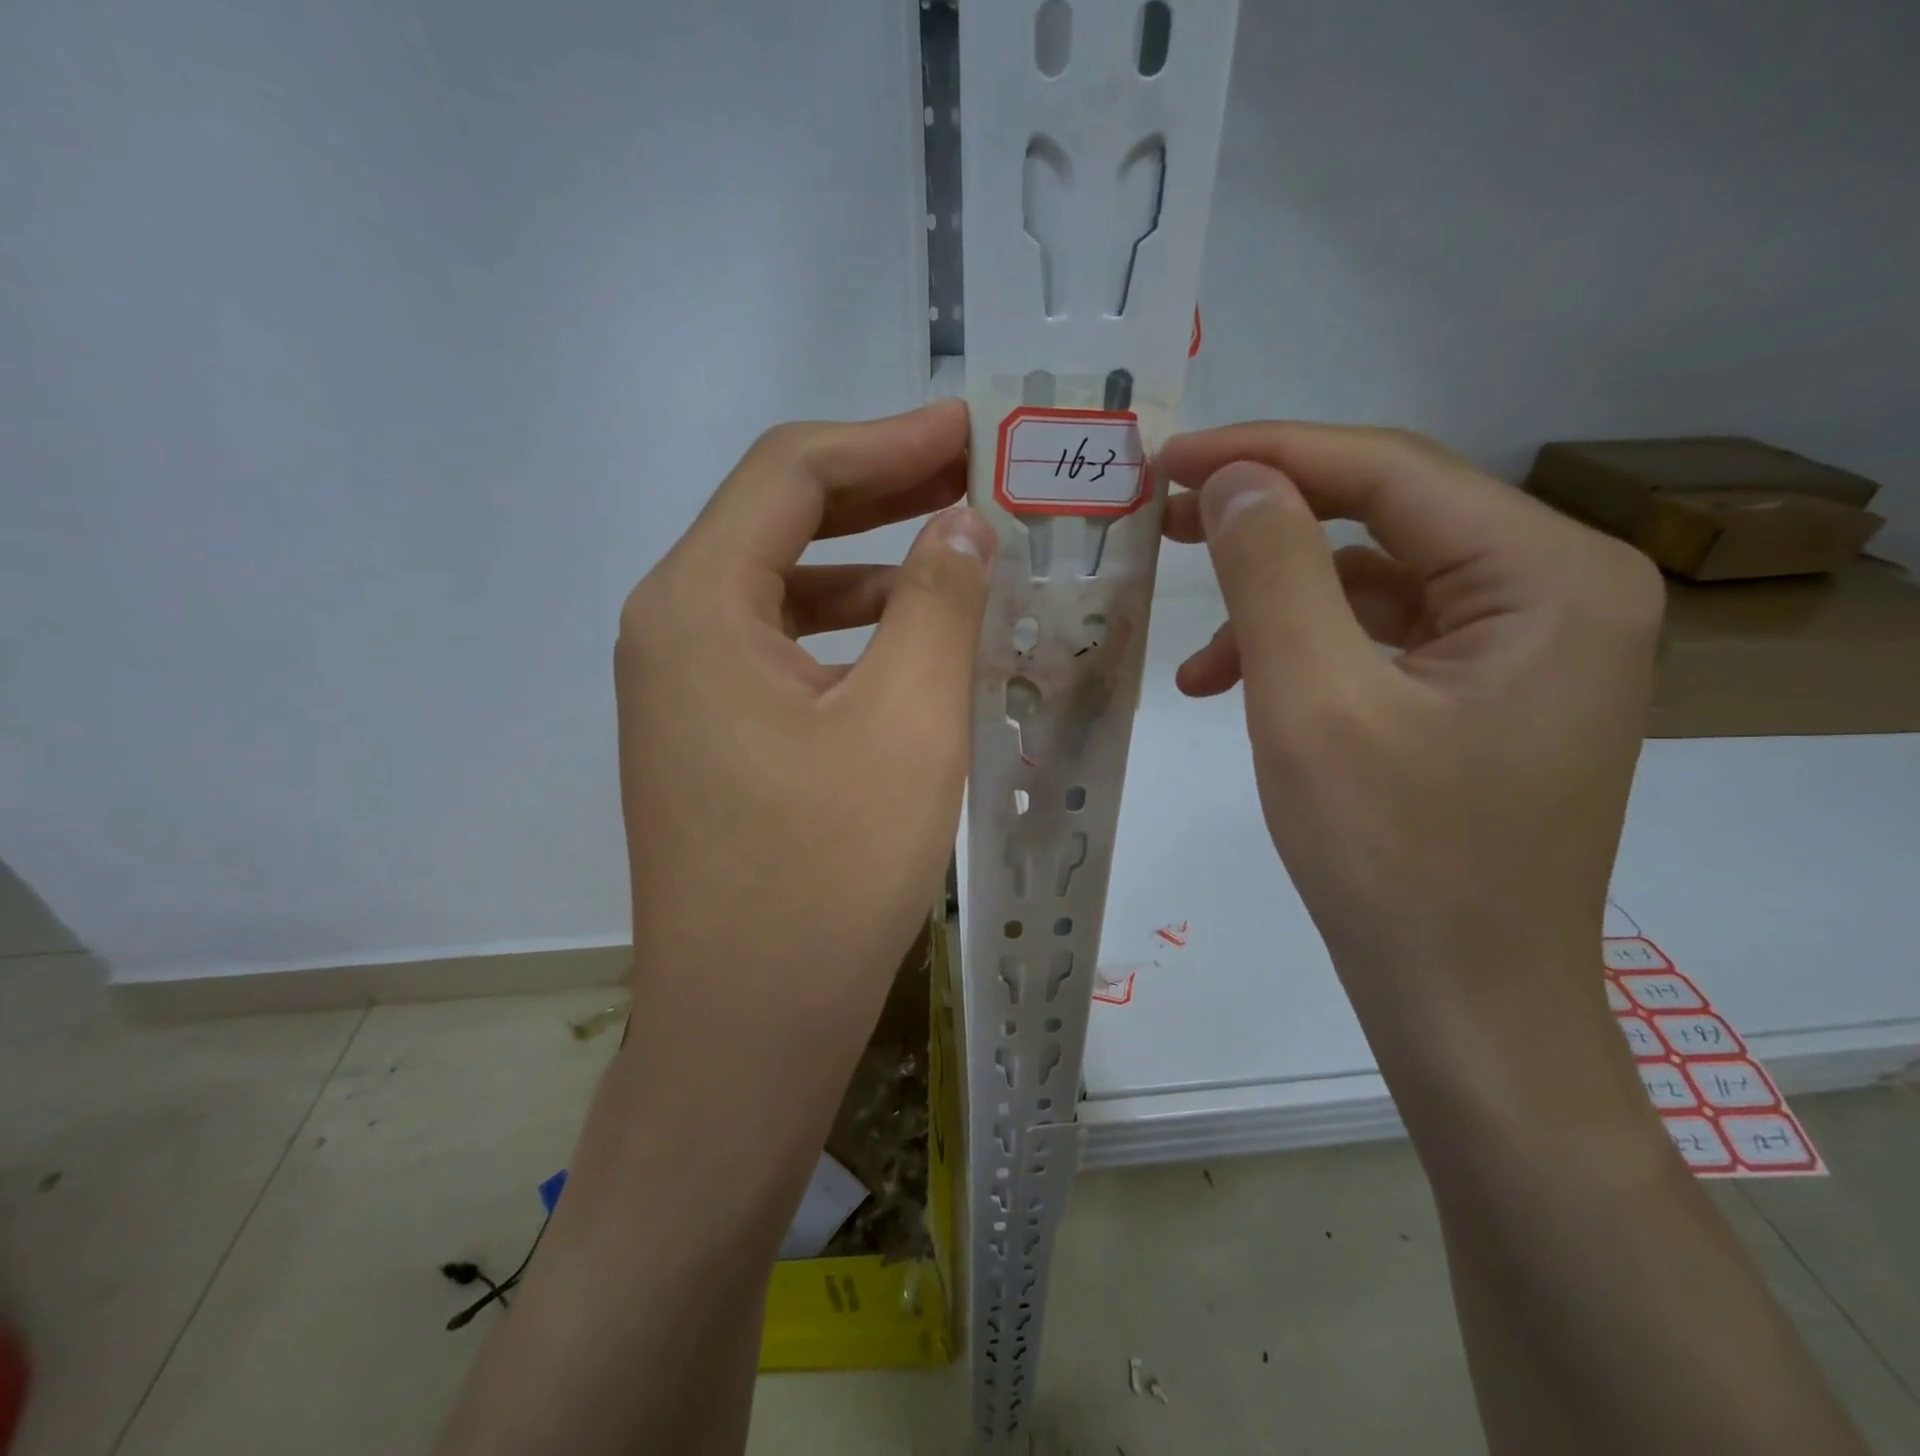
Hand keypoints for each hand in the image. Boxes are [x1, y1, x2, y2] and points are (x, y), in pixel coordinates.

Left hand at [615, 400, 994, 1040]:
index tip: (970, 430)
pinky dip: (846, 626)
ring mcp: (682, 687)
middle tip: (972, 473)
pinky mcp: (707, 735)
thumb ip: (938, 602)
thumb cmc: (827, 875)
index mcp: (696, 605)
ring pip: (782, 585)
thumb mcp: (907, 724)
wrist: (748, 1026)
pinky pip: (780, 646)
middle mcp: (669, 629)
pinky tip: (907, 638)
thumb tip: (961, 525)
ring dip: (867, 559)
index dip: (888, 438)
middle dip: (880, 488)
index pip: (791, 472)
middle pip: (778, 518)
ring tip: (955, 548)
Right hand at [1160, 424, 1663, 1065]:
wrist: (1462, 1004)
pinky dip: (1302, 650)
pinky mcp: (1485, 692)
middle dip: (1267, 519)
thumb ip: (1272, 572)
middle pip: (1386, 517)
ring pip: (1373, 581)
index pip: (1391, 471)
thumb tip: (1235, 477)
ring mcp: (1526, 646)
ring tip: (1194, 654)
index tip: (1166, 460)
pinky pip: (1379, 638)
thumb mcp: (1312, 704)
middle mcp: (1559, 591)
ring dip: (1274, 602)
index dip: (1267, 454)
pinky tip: (1232, 687)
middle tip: (1163, 520)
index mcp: (1549, 576)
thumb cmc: (1392, 861)